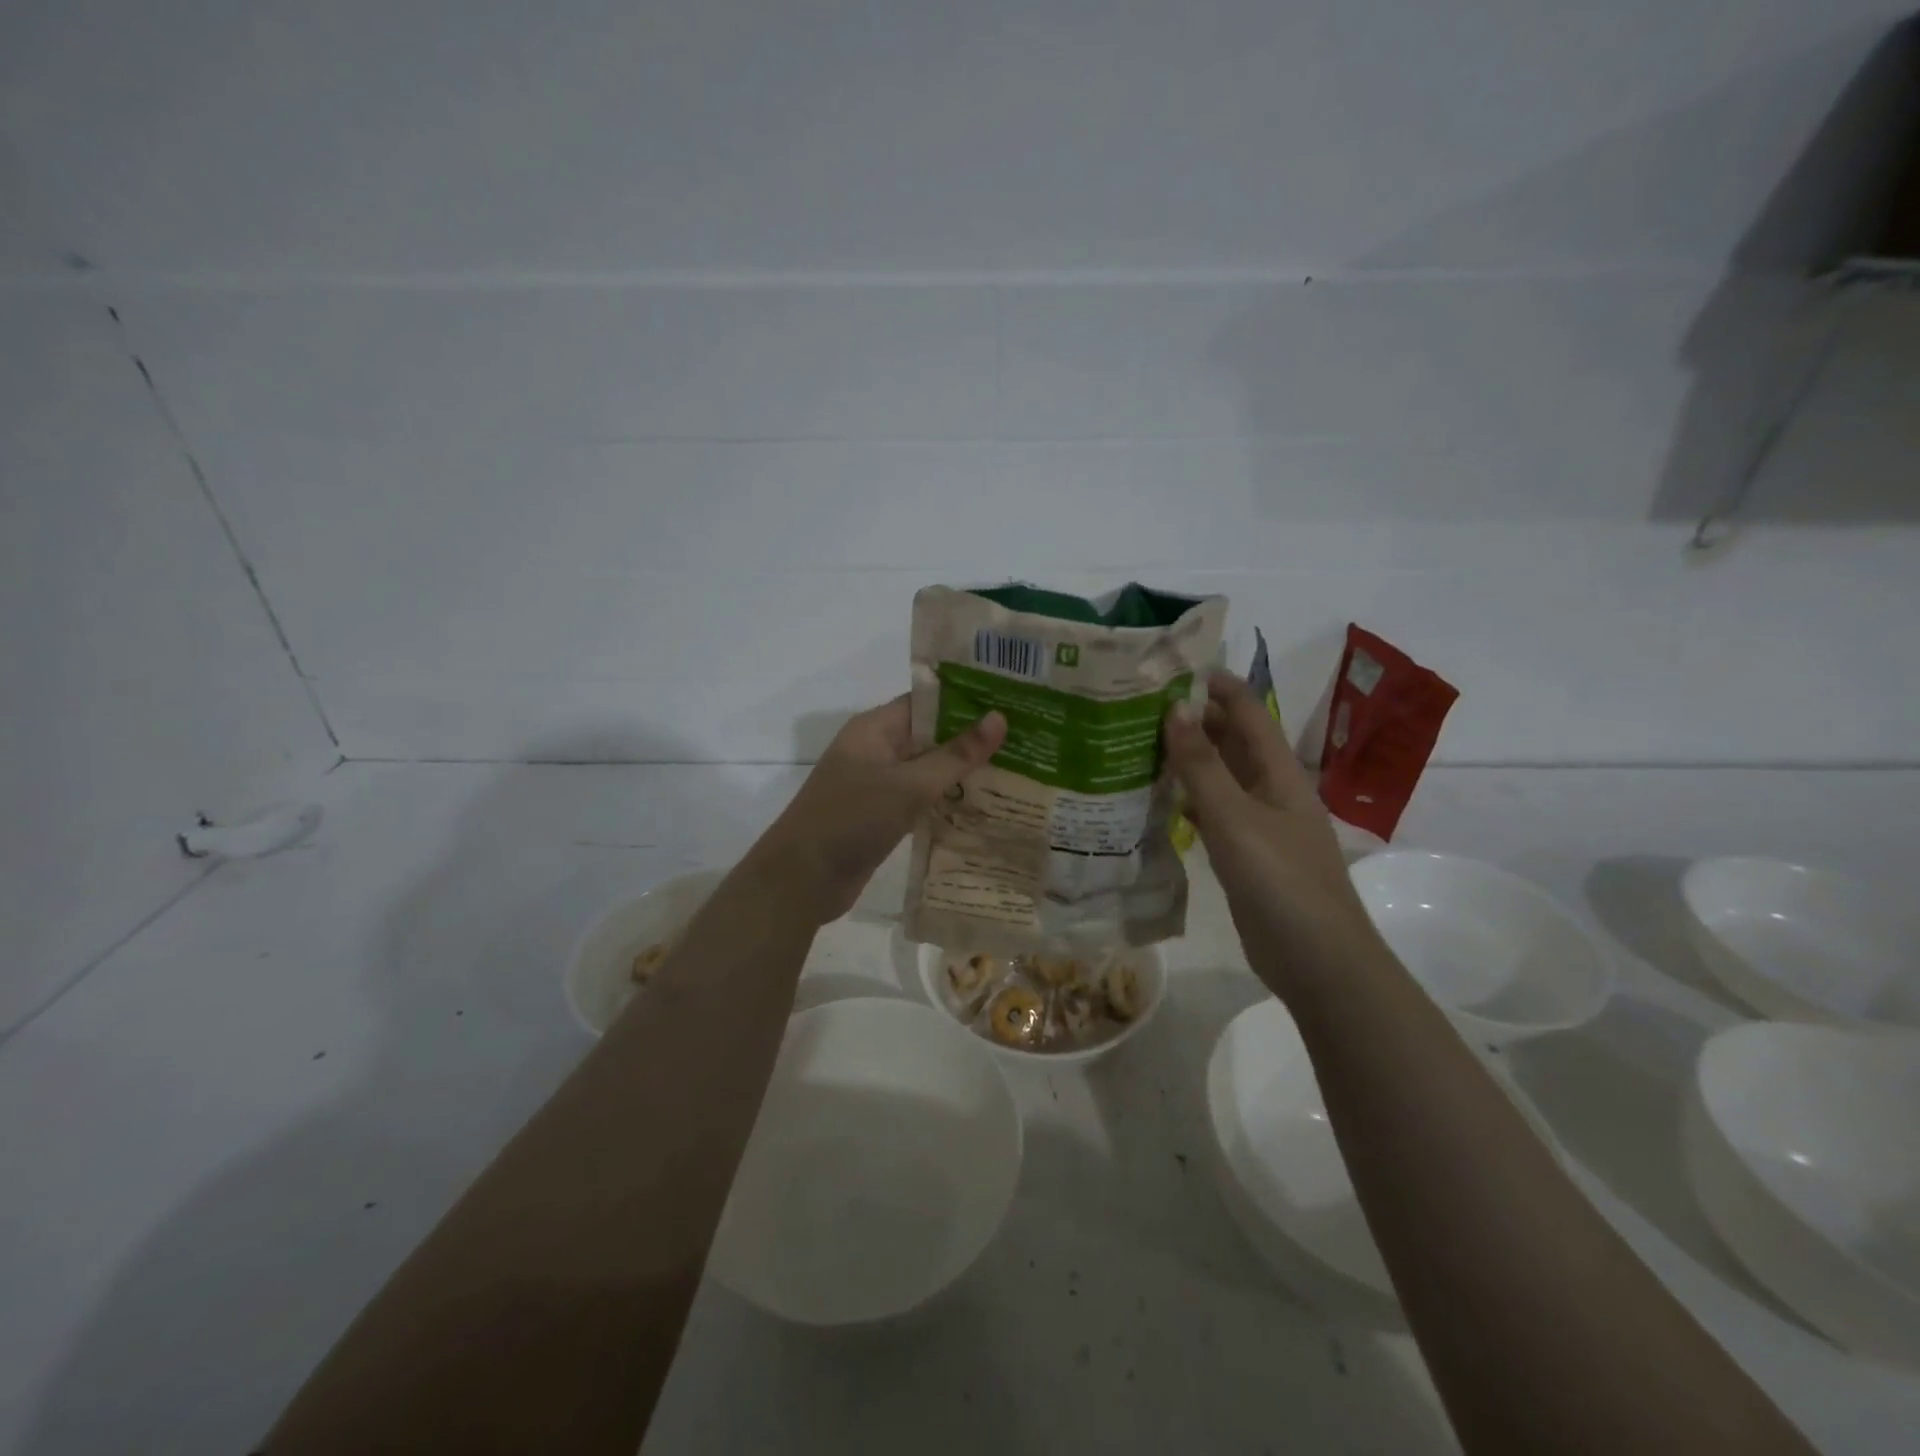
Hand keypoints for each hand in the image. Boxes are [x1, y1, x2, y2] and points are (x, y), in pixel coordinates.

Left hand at [749, 697, 1006, 924]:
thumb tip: (999, 718)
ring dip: (961, 775)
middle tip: (1024, 741)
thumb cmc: (852, 818)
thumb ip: (955, 755)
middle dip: (971, 741)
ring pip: (927, 772)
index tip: (1010, 703)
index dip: (967, 701)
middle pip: (930, 737)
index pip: (927, 703)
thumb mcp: (909, 784)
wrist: (802, 880)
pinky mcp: (880, 818)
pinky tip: (983, 808)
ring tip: (1015, 772)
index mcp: (875, 729)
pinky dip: (946, 803)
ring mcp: (876, 786)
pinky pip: (919, 801)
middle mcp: (875, 751)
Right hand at [1164, 671, 1382, 997]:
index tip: (1167, 667)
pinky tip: (1153, 798)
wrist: (1318, 961)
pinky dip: (1186, 799)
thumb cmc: (1281, 881)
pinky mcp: (1245, 854)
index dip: (1214, 684)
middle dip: (1192, 718)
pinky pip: (1212, 813)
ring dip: (1186, 758)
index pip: (1247, 710)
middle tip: (1135, 705)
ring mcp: (1258, 823)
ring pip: (1219, 776)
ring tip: (1135, 742)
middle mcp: (1270, 789)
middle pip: (1231, 740)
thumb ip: (1203, 765)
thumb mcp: (1236, 818)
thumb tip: (1174, 706)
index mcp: (1278, 771)